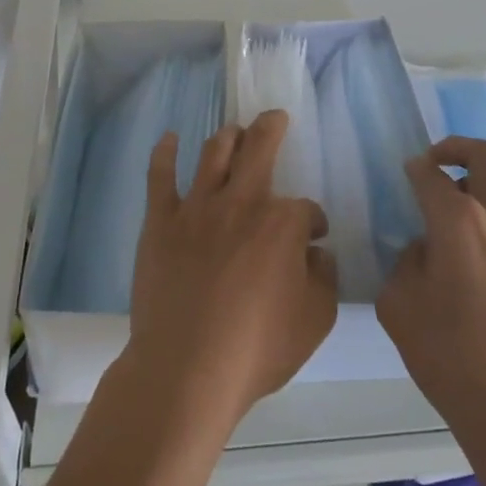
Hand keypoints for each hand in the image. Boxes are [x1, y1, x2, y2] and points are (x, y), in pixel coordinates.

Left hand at [122, 111, 338, 433]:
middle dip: (271, 128)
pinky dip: (165, 153)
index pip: (305, 209)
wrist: (185, 369)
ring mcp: (197, 208)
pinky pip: (160, 177)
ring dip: (228, 136)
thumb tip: (318, 254)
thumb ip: (325, 280)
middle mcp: (241, 202)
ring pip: (214, 153)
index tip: (314, 239)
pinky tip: (169, 138)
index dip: (314, 222)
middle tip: (275, 117)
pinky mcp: (161, 222)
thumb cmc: (256, 348)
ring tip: (234, 130)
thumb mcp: (315, 321)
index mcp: (282, 223)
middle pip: (260, 148)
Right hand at [377, 137, 485, 440]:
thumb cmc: (452, 358)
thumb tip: (424, 248)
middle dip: (454, 149)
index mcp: (459, 221)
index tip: (406, 173)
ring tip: (460, 199)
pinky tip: (481, 236)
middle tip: (434, 164)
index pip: (431, 174)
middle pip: (483, 155)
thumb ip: (405, 263)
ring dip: (484, 175)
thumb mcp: (400, 307)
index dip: (414, 169)